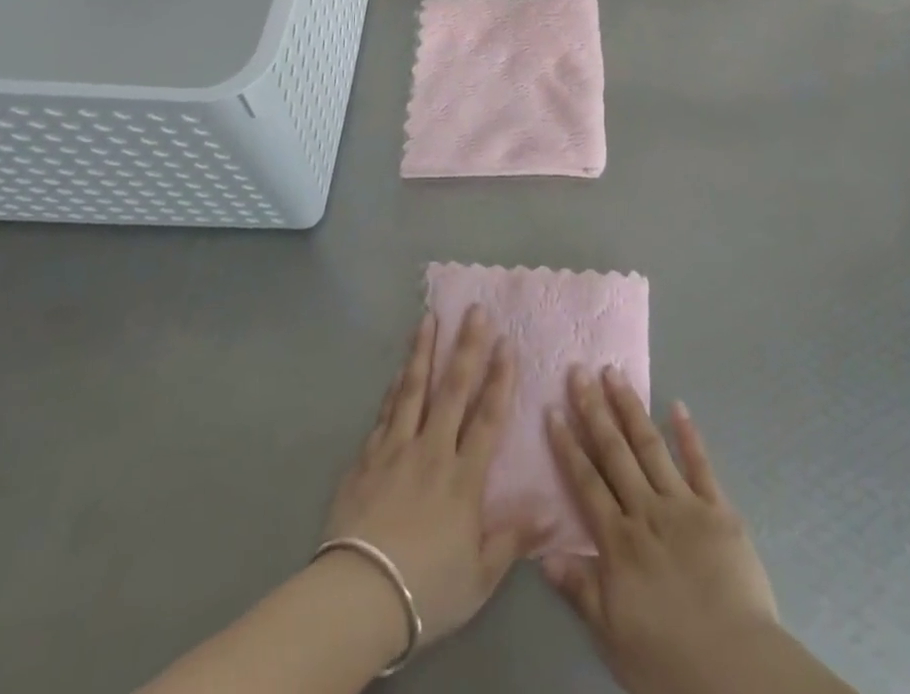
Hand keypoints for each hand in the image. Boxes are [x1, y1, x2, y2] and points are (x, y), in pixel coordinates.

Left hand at [322, 308, 545, 648]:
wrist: (357, 599)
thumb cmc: (426, 589)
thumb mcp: (480, 576)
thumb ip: (513, 538)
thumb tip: (553, 510)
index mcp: (463, 477)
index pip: (487, 417)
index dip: (500, 378)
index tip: (507, 342)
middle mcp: (431, 451)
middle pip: (453, 390)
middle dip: (466, 347)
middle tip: (475, 310)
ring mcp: (395, 450)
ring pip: (413, 390)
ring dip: (423, 351)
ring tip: (429, 318)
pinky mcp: (365, 460)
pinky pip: (384, 414)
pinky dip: (394, 389)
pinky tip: (399, 371)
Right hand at [543, 367, 779, 693]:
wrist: (734, 669)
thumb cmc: (667, 660)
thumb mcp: (612, 634)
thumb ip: (580, 589)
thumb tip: (543, 554)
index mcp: (619, 540)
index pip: (586, 482)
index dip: (568, 445)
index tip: (553, 410)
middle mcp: (646, 510)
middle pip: (615, 452)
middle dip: (594, 410)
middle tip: (580, 371)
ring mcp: (684, 504)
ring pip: (651, 446)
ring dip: (631, 408)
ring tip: (615, 373)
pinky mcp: (719, 509)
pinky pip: (701, 464)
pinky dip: (689, 434)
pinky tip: (678, 405)